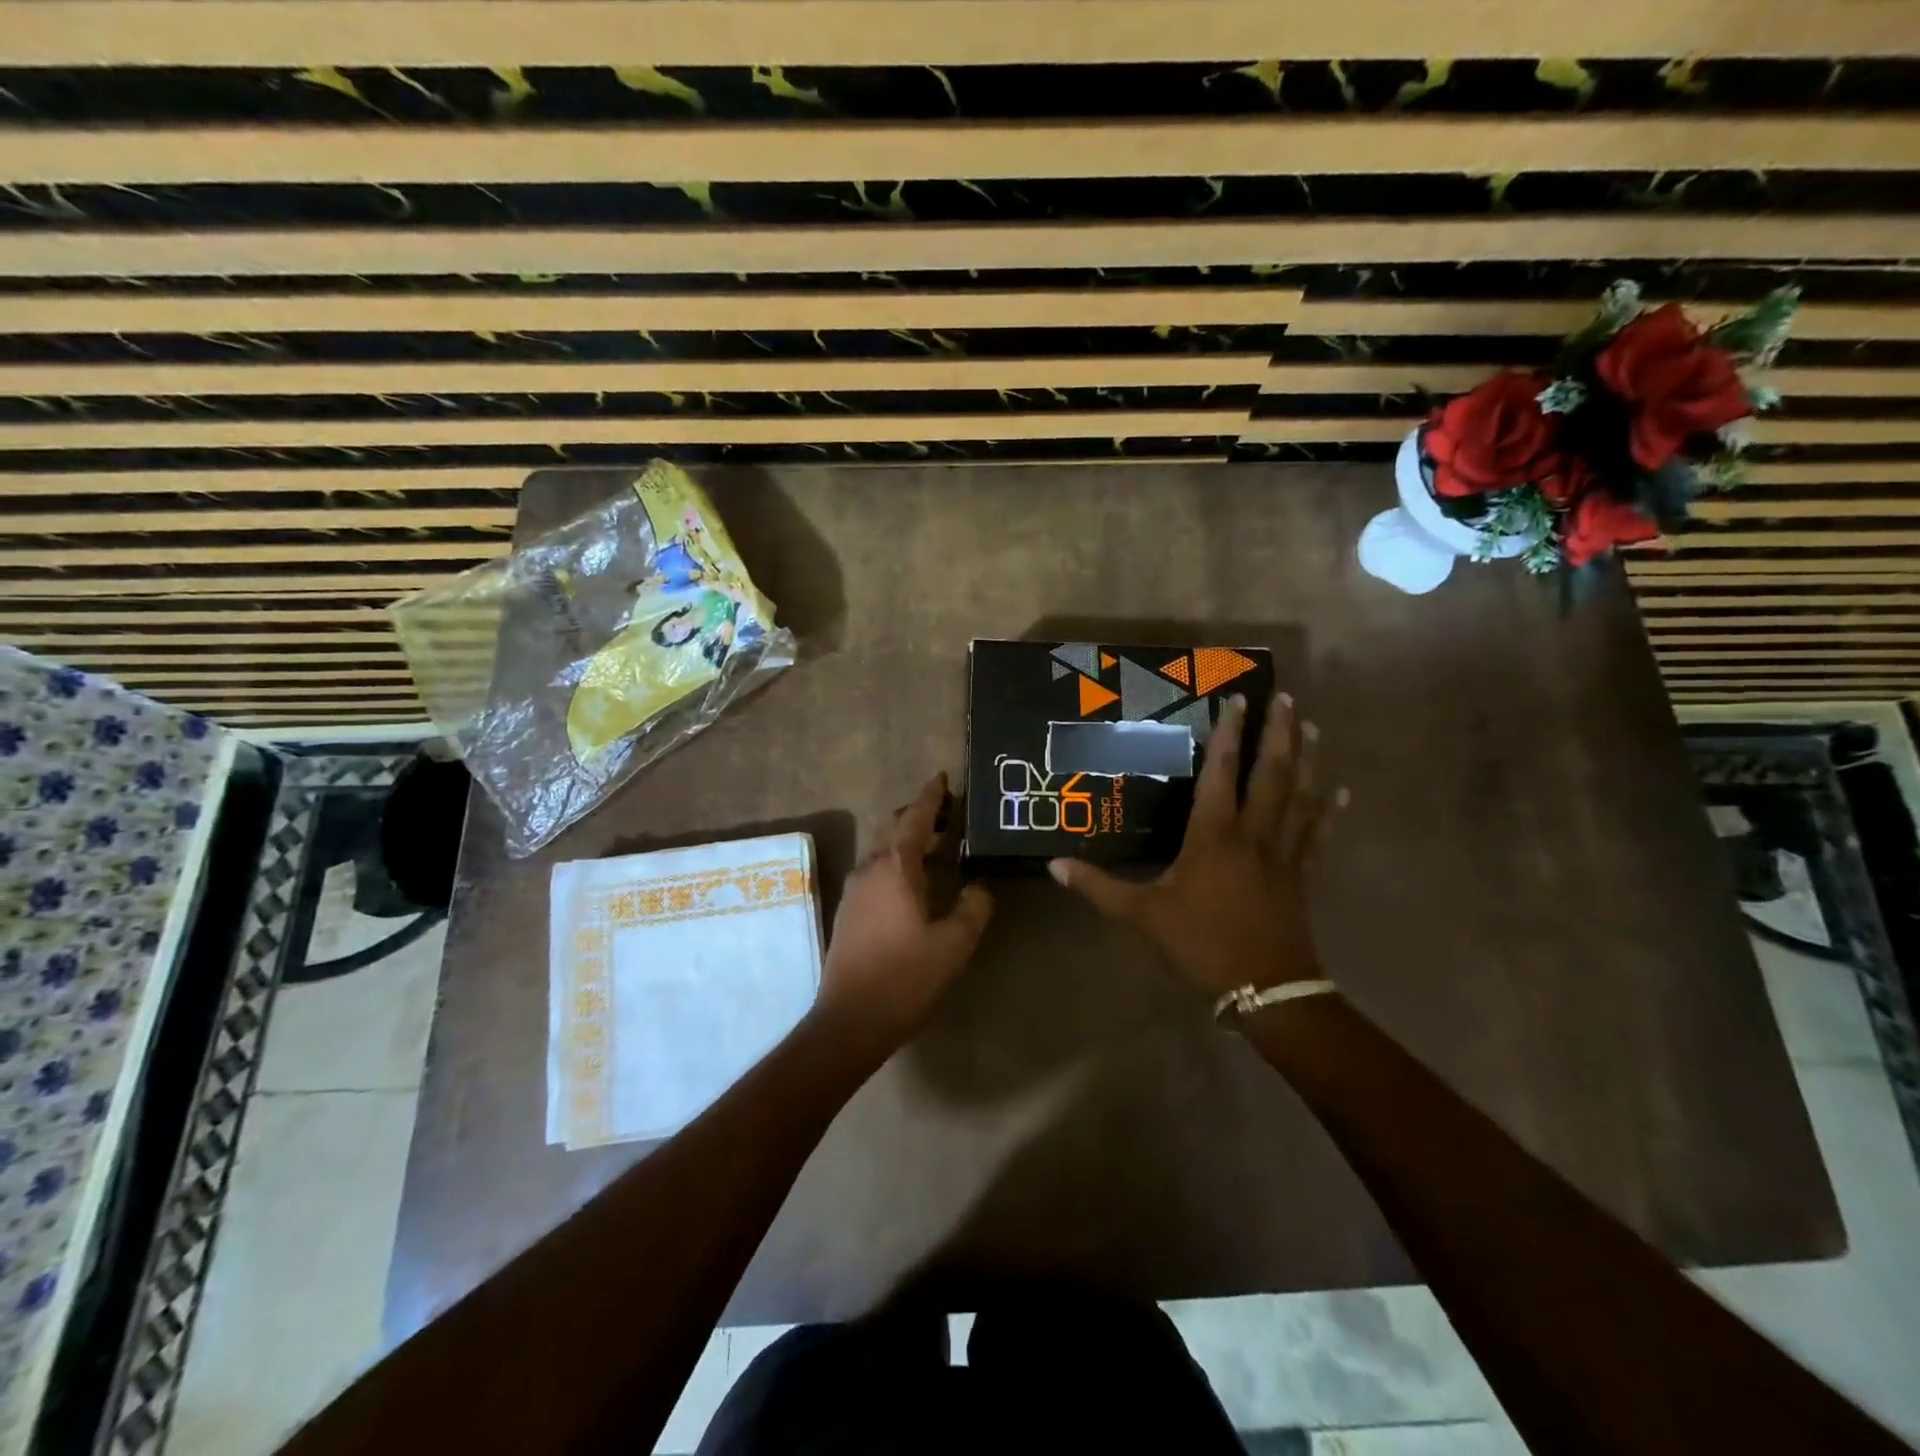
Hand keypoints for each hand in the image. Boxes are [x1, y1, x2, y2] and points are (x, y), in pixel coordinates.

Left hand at [817, 771, 993, 1050]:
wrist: (850, 1021)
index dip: (931, 796)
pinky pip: (875, 869)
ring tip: (937, 844)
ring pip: (882, 848)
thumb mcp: (954, 943)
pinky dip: (897, 860)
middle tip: (949, 813)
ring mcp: (855, 890)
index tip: (943, 777)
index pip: (915, 818)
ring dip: (907, 838)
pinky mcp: (849, 911)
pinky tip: (914, 880)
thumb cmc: (906, 978)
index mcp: (896, 868)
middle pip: (894, 826)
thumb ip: (973, 908)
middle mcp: (870, 869)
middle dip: (919, 814)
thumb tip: (979, 886)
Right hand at [1050, 694, 1343, 995]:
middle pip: (1272, 773)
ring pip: (1301, 796)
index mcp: (1214, 835)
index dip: (1228, 734)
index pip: (1222, 772)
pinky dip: (1330, 812)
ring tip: (1314, 727)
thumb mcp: (1143, 914)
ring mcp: (1284, 852)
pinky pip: (1319, 835)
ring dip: (1308, 760)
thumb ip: (1099, 887)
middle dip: (1279, 733)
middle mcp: (1253, 833)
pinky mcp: (1302, 874)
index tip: (1237, 699)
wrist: (1265, 987)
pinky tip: (1341, 792)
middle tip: (1286, 698)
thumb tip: (1054, 866)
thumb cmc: (1201, 942)